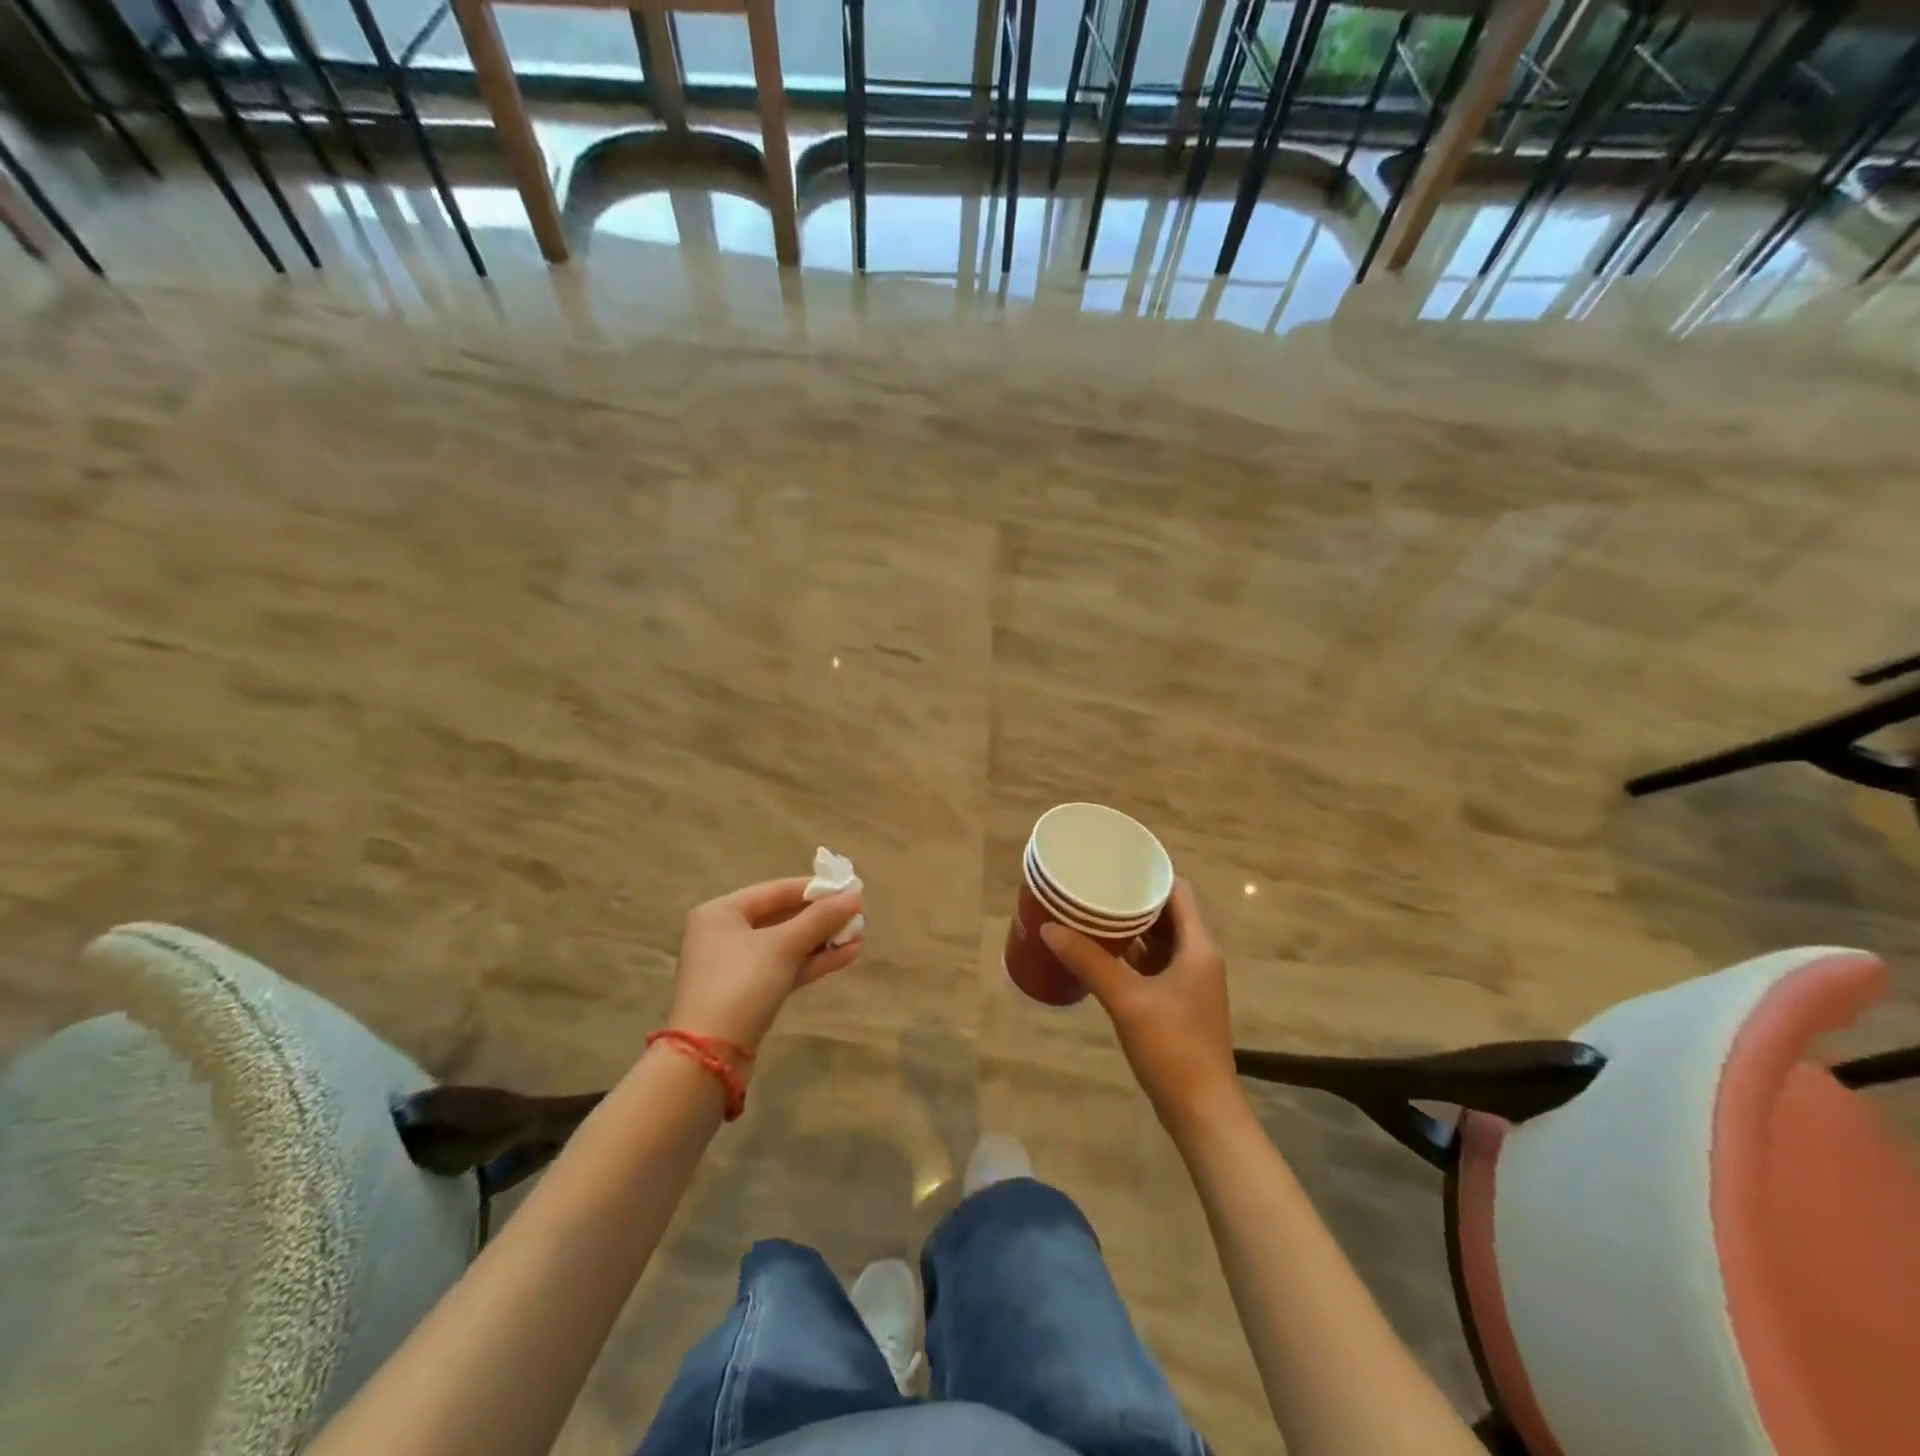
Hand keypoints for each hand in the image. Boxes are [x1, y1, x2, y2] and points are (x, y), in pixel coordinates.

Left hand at [666, 878, 863, 1056]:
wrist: (710, 1056)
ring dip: (822, 940)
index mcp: (722, 912)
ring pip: (786, 945)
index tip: (849, 888)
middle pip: (781, 917)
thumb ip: (820, 919)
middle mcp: (725, 934)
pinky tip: (847, 955)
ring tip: (859, 936)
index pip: (775, 890)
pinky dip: (813, 961)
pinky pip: (785, 967)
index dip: (814, 889)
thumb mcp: (783, 946)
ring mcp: (736, 966)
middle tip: (858, 914)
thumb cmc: (741, 983)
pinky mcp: (749, 994)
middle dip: (821, 918)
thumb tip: (854, 896)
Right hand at [1040, 881, 1242, 1134]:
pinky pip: (1152, 965)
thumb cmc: (1173, 1048)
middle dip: (1132, 900)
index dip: (1149, 874)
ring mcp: (1189, 982)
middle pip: (1167, 914)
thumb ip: (1089, 961)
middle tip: (1093, 887)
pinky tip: (1099, 954)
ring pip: (1158, 941)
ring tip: (1090, 914)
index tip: (1114, 863)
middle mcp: (1198, 957)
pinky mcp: (1177, 1004)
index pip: (1178, 891)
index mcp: (1198, 947)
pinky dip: (1130, 955)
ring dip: (1130, 928)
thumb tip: (1049, 928)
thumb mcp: (1127, 1000)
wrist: (1202, 1111)